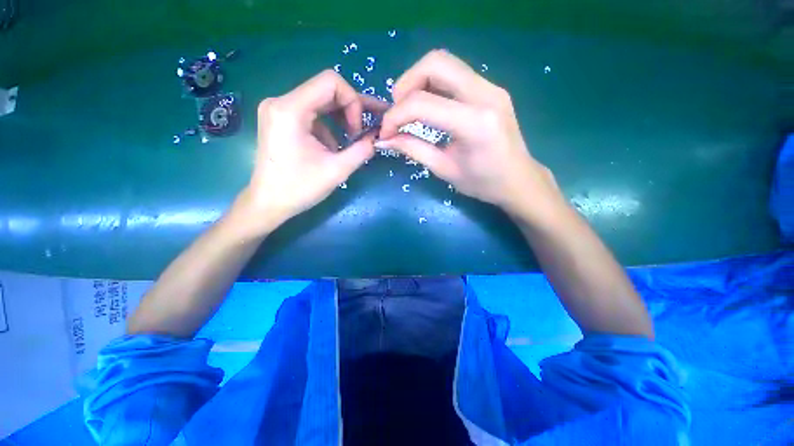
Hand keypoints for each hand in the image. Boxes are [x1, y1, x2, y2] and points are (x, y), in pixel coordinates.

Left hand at [232, 70, 387, 237]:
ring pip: (321, 102)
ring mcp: (279, 110)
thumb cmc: (299, 188)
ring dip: (341, 120)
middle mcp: (281, 102)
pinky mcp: (281, 119)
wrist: (269, 202)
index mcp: (290, 109)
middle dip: (350, 110)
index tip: (357, 130)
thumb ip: (362, 150)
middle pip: (326, 90)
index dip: (353, 101)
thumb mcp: (337, 170)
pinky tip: (332, 147)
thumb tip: (377, 137)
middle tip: (365, 131)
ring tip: (351, 141)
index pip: (331, 82)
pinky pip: (312, 113)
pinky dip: (329, 127)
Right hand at [377, 50, 562, 219]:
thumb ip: (413, 150)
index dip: (395, 115)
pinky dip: (433, 85)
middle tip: (397, 111)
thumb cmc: (483, 183)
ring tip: (409, 109)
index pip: (423, 103)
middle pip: (436, 63)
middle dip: (406, 84)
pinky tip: (428, 106)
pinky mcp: (491, 88)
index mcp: (475, 123)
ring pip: (445, 63)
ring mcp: (491, 87)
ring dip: (419, 81)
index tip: (386, 132)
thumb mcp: (444, 170)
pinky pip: (455, 74)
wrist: (518, 180)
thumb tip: (385, 140)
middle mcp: (486, 94)